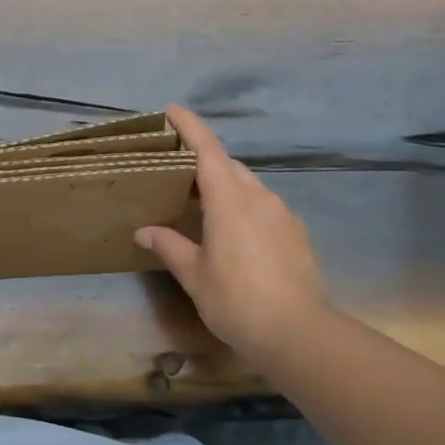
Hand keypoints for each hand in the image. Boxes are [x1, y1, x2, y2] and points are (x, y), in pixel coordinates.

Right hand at [135, 106, 333, 359]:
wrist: (300, 334)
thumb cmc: (237, 301)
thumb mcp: (195, 276)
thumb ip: (170, 247)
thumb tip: (144, 232)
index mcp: (229, 200)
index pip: (207, 149)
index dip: (189, 126)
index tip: (171, 110)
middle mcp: (258, 196)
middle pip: (228, 164)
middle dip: (204, 160)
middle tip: (177, 171)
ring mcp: (282, 213)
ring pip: (248, 185)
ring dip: (225, 185)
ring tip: (203, 205)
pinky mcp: (296, 232)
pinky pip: (264, 205)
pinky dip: (244, 206)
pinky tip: (235, 234)